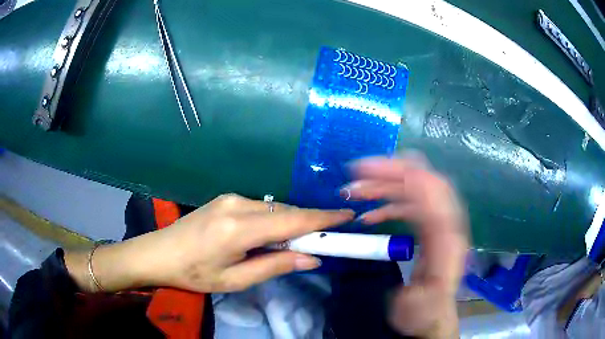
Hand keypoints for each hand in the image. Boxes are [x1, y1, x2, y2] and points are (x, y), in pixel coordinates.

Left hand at [65, 194, 353, 292]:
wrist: (158, 254)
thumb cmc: (194, 274)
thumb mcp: (234, 280)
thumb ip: (274, 266)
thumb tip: (311, 258)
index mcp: (239, 228)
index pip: (293, 221)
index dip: (323, 219)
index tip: (347, 216)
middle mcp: (238, 205)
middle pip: (287, 212)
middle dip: (311, 223)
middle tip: (329, 237)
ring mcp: (230, 198)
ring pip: (275, 208)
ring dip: (292, 223)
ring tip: (300, 243)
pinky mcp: (226, 199)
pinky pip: (262, 207)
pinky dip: (275, 220)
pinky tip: (274, 235)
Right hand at [343, 154, 468, 338]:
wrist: (431, 318)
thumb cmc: (424, 312)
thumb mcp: (420, 300)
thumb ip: (425, 265)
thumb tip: (418, 235)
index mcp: (449, 240)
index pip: (432, 192)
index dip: (402, 175)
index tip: (366, 170)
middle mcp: (449, 225)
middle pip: (426, 182)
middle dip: (392, 172)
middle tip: (357, 173)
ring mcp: (440, 225)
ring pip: (416, 191)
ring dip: (387, 185)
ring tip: (357, 191)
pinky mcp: (430, 230)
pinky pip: (411, 206)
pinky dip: (389, 204)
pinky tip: (370, 215)